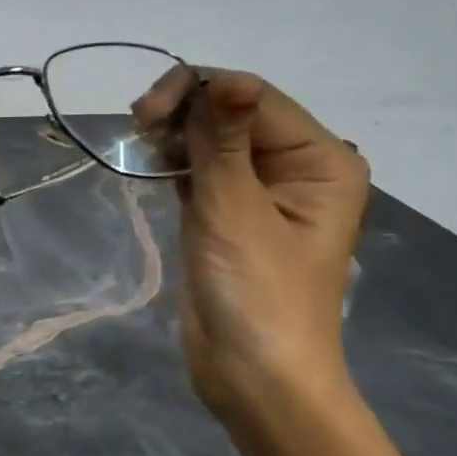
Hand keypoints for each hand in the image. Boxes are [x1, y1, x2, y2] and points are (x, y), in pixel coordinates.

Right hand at [134, 68, 368, 433]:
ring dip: (174, 133)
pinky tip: (147, 160)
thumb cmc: (257, 294)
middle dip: (184, 110)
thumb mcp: (236, 212)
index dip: (199, 90)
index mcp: (319, 160)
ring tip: (138, 144)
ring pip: (210, 139)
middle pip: (232, 112)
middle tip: (137, 126)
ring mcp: (258, 191)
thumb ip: (223, 143)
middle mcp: (295, 167)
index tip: (145, 113)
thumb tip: (224, 77)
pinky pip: (199, 169)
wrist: (255, 377)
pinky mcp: (226, 214)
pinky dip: (172, 160)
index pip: (254, 97)